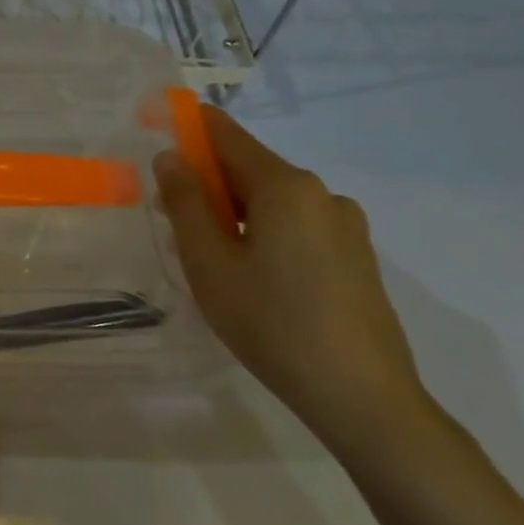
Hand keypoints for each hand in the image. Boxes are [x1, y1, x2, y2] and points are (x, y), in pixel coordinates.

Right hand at [156, 107, 430, 455]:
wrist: (363, 398)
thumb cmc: (272, 324)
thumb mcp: (210, 263)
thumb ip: (186, 203)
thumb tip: (170, 156)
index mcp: (286, 187)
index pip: (228, 136)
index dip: (191, 126)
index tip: (160, 125)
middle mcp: (321, 194)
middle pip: (251, 170)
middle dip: (208, 182)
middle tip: (172, 216)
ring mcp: (345, 226)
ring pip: (274, 202)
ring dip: (236, 213)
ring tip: (211, 259)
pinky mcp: (356, 257)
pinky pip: (297, 227)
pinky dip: (265, 234)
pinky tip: (253, 278)